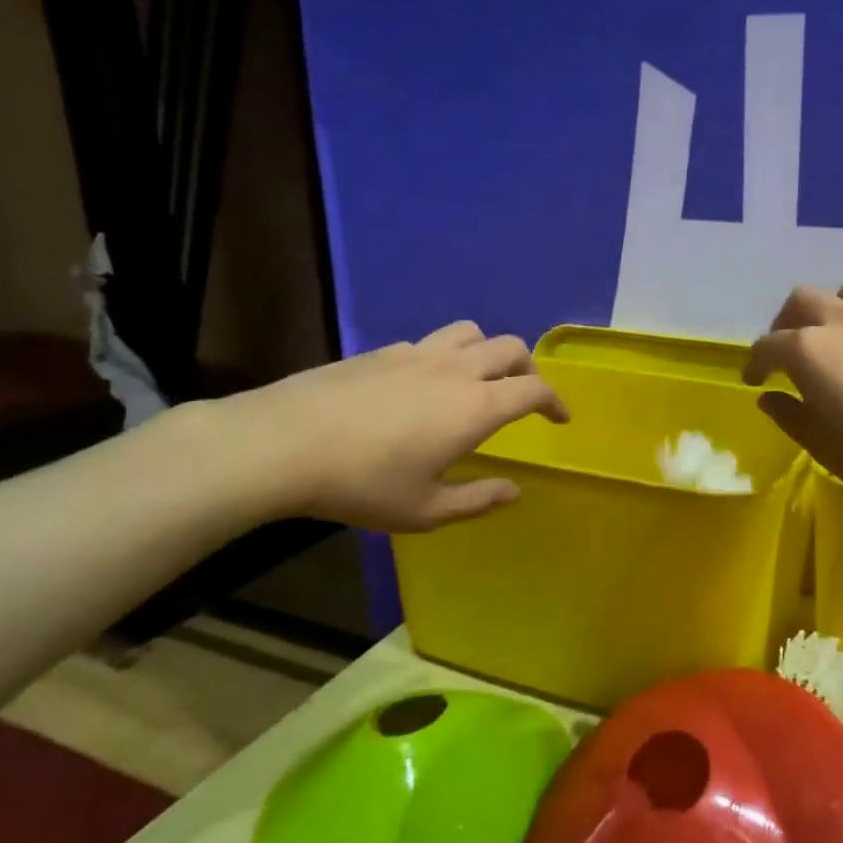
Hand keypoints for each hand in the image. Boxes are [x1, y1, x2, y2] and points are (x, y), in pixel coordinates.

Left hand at [225, 321, 567, 530]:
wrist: (282, 445)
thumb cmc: (362, 485)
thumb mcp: (425, 510)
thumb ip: (478, 500)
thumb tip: (514, 491)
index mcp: (475, 408)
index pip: (534, 390)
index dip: (556, 402)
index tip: (561, 418)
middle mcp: (454, 370)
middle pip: (510, 348)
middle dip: (528, 368)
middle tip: (525, 395)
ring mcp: (416, 354)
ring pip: (470, 332)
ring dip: (488, 351)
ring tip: (480, 378)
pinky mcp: (382, 351)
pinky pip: (431, 342)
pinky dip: (447, 355)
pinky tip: (425, 384)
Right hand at [744, 283, 842, 510]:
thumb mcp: (819, 443)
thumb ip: (789, 415)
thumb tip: (769, 398)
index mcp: (808, 349)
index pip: (767, 345)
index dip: (755, 363)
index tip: (754, 380)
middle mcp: (842, 321)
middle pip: (802, 300)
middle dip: (787, 322)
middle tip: (788, 350)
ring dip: (835, 309)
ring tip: (838, 336)